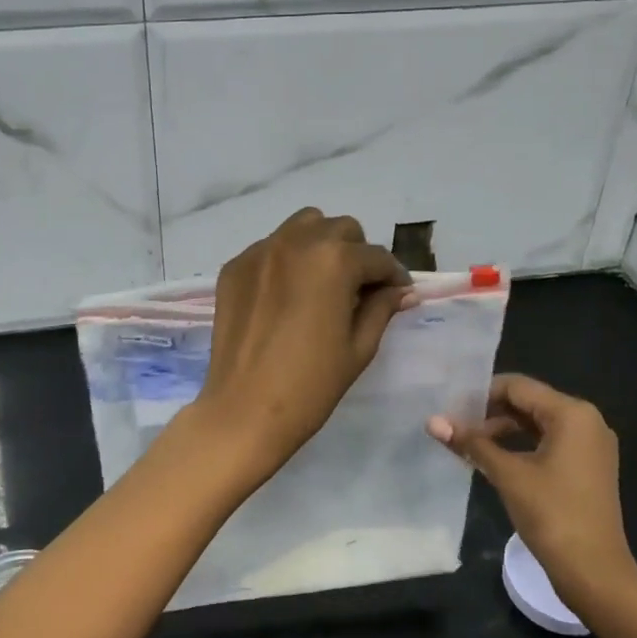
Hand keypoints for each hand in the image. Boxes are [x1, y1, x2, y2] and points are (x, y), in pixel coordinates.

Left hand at [191, 208, 412, 483]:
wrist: (244, 410)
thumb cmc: (311, 384)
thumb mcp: (359, 346)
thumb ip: (382, 308)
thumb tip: (402, 290)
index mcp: (334, 260)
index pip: (376, 257)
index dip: (393, 276)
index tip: (398, 293)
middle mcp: (296, 242)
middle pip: (340, 229)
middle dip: (357, 254)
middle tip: (358, 289)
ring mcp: (260, 251)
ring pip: (302, 227)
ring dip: (320, 245)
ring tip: (322, 282)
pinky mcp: (234, 266)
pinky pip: (269, 248)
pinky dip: (286, 260)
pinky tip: (286, 295)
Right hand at [426, 375, 636, 606]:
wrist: (595, 573)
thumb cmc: (553, 515)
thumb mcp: (507, 474)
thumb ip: (471, 443)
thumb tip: (432, 421)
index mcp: (572, 413)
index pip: (517, 386)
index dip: (481, 394)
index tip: (450, 407)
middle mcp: (586, 421)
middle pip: (528, 402)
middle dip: (490, 412)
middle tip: (455, 425)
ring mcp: (590, 445)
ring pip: (538, 423)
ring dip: (503, 430)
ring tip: (469, 443)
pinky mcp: (588, 467)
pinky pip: (549, 442)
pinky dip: (521, 445)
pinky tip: (494, 458)